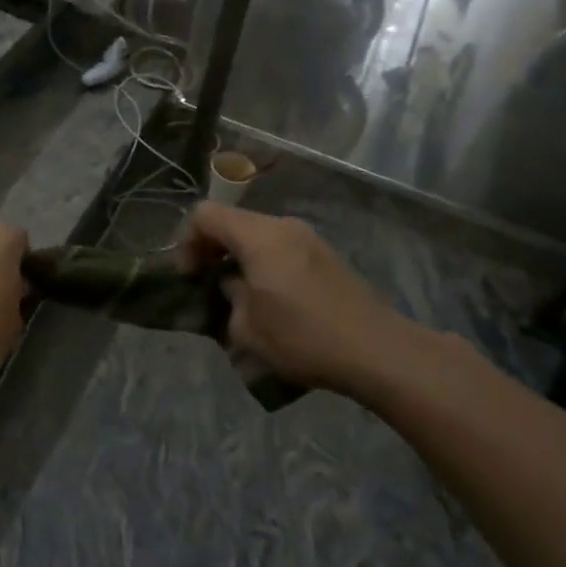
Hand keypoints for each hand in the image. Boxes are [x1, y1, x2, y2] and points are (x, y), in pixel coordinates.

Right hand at [183, 203, 429, 394]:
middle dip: (212, 248)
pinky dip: (263, 263)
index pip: (205, 215)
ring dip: (239, 257)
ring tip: (238, 294)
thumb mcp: (246, 328)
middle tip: (206, 284)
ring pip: (257, 234)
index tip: (189, 276)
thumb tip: (232, 285)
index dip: (187, 241)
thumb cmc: (304, 336)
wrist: (378, 351)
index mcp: (258, 235)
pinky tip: (271, 299)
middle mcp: (282, 226)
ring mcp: (308, 238)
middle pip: (232, 221)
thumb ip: (227, 297)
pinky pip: (280, 247)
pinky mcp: (325, 256)